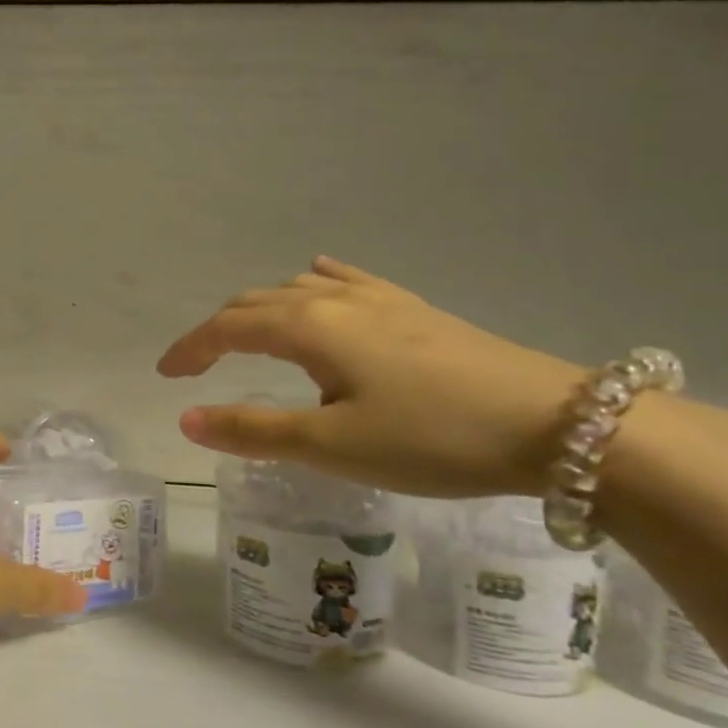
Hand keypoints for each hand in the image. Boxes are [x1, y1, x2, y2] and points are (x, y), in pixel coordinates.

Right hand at [157, 257, 586, 496]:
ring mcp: (381, 300)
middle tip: (197, 364)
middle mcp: (336, 300)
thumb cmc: (433, 438)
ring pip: (299, 290)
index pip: (227, 328)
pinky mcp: (417, 309)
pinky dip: (315, 285)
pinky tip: (323, 281)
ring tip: (250, 339)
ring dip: (261, 311)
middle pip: (256, 302)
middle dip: (217, 331)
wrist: (561, 425)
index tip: (166, 375)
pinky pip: (348, 282)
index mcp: (309, 327)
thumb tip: (185, 420)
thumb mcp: (333, 445)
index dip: (190, 348)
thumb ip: (253, 431)